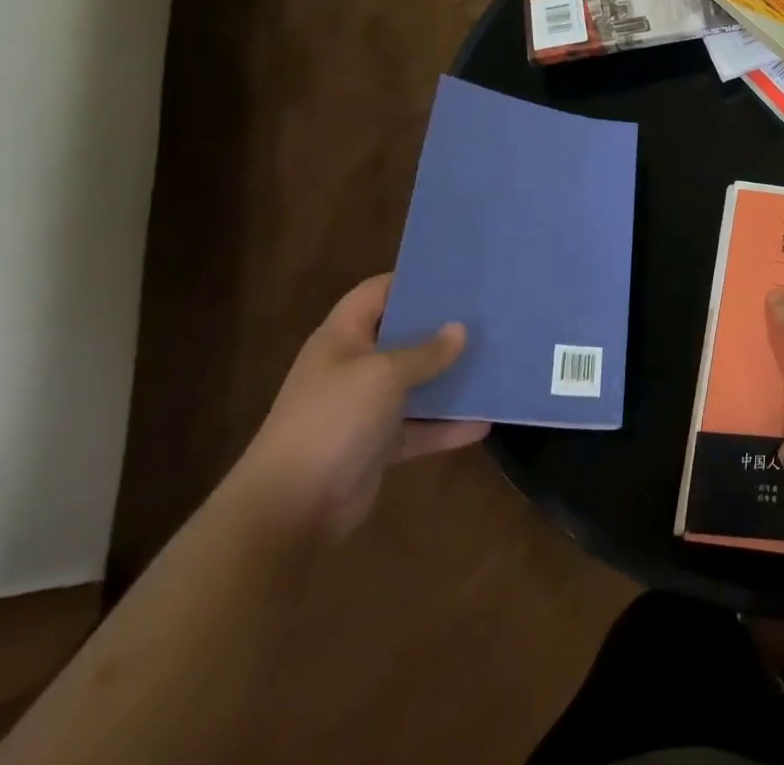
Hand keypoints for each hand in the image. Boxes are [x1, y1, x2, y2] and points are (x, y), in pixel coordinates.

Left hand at [230, 273, 487, 542]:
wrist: (290, 509)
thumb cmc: (334, 420)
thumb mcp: (385, 374)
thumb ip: (426, 351)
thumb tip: (460, 330)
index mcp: (343, 338)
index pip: (376, 293)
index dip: (411, 279)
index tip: (456, 274)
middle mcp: (352, 367)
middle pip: (401, 336)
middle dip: (440, 328)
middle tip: (485, 312)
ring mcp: (364, 408)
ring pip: (414, 383)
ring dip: (448, 377)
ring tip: (493, 360)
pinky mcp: (377, 445)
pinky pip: (419, 427)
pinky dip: (446, 426)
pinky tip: (483, 423)